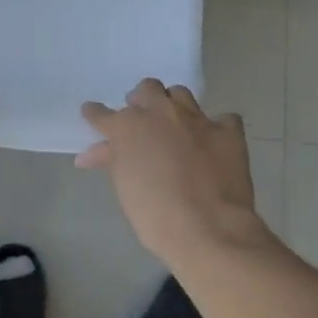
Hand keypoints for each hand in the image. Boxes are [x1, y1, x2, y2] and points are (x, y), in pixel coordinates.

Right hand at [80, 79, 265, 266]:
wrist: (208, 228)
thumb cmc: (155, 215)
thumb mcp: (124, 188)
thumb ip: (111, 161)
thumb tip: (90, 155)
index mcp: (128, 126)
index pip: (103, 114)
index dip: (96, 115)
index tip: (93, 114)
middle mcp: (161, 112)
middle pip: (147, 89)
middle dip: (142, 99)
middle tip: (142, 117)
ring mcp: (196, 118)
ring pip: (180, 94)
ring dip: (174, 104)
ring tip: (175, 122)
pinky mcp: (227, 131)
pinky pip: (223, 118)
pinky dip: (217, 127)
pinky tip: (215, 141)